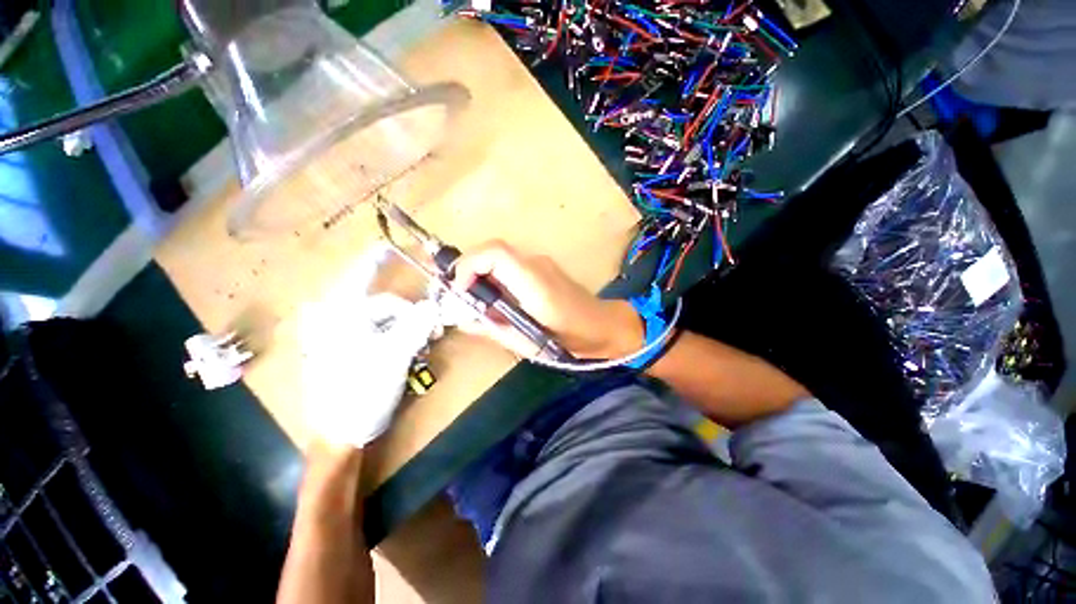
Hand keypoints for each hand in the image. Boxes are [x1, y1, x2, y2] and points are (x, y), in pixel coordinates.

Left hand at [300, 251, 440, 447]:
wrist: (338, 435)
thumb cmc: (359, 393)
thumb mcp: (392, 358)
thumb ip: (414, 326)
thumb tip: (434, 304)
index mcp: (339, 317)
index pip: (359, 277)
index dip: (376, 260)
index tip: (391, 246)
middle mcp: (335, 322)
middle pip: (382, 305)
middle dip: (409, 312)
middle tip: (431, 327)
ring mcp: (341, 338)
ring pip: (382, 320)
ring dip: (407, 326)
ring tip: (423, 341)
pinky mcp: (348, 352)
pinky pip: (378, 332)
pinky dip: (397, 334)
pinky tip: (408, 347)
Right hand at [451, 241, 642, 358]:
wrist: (603, 326)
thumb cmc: (569, 339)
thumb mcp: (527, 342)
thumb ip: (493, 329)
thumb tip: (464, 320)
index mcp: (534, 282)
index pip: (495, 253)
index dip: (468, 266)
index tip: (459, 290)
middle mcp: (536, 264)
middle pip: (492, 251)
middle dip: (469, 269)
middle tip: (460, 295)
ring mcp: (541, 263)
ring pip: (500, 257)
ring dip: (481, 273)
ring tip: (476, 300)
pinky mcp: (542, 267)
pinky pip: (510, 265)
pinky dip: (495, 277)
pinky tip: (497, 299)